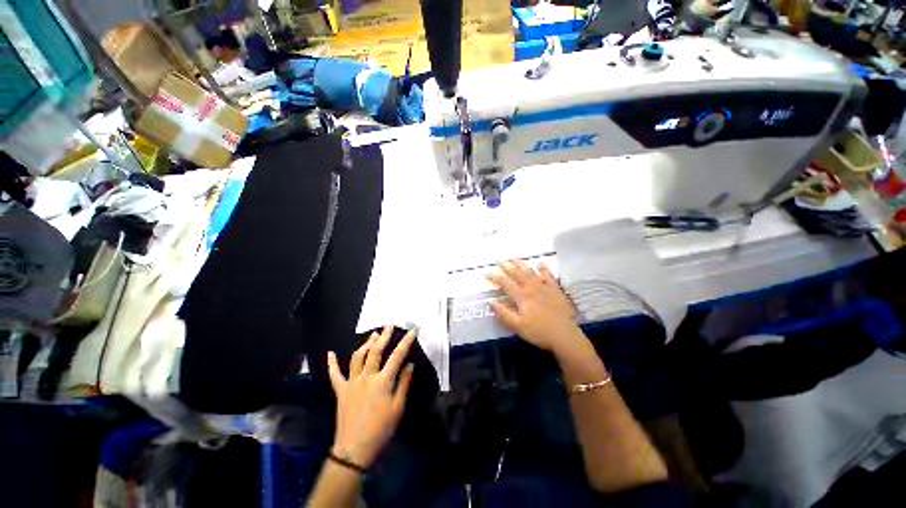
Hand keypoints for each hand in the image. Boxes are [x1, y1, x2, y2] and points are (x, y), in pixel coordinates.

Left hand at [327, 327, 415, 468]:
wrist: (355, 449)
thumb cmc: (381, 429)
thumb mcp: (398, 408)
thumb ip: (404, 383)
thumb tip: (410, 364)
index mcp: (383, 381)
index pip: (397, 356)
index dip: (405, 342)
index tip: (412, 331)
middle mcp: (367, 377)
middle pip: (376, 351)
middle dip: (384, 336)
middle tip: (389, 326)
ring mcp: (352, 382)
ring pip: (358, 357)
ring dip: (366, 344)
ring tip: (373, 335)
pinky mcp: (341, 391)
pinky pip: (335, 375)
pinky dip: (332, 363)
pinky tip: (330, 353)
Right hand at [487, 260, 583, 354]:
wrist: (565, 336)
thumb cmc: (539, 332)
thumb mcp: (518, 326)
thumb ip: (503, 313)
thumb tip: (490, 301)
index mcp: (522, 297)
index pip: (505, 284)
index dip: (495, 277)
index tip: (486, 272)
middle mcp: (532, 288)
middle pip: (517, 274)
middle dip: (507, 266)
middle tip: (500, 260)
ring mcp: (545, 287)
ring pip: (531, 272)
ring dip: (522, 264)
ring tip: (514, 258)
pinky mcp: (556, 290)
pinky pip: (548, 276)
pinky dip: (543, 269)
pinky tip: (540, 263)